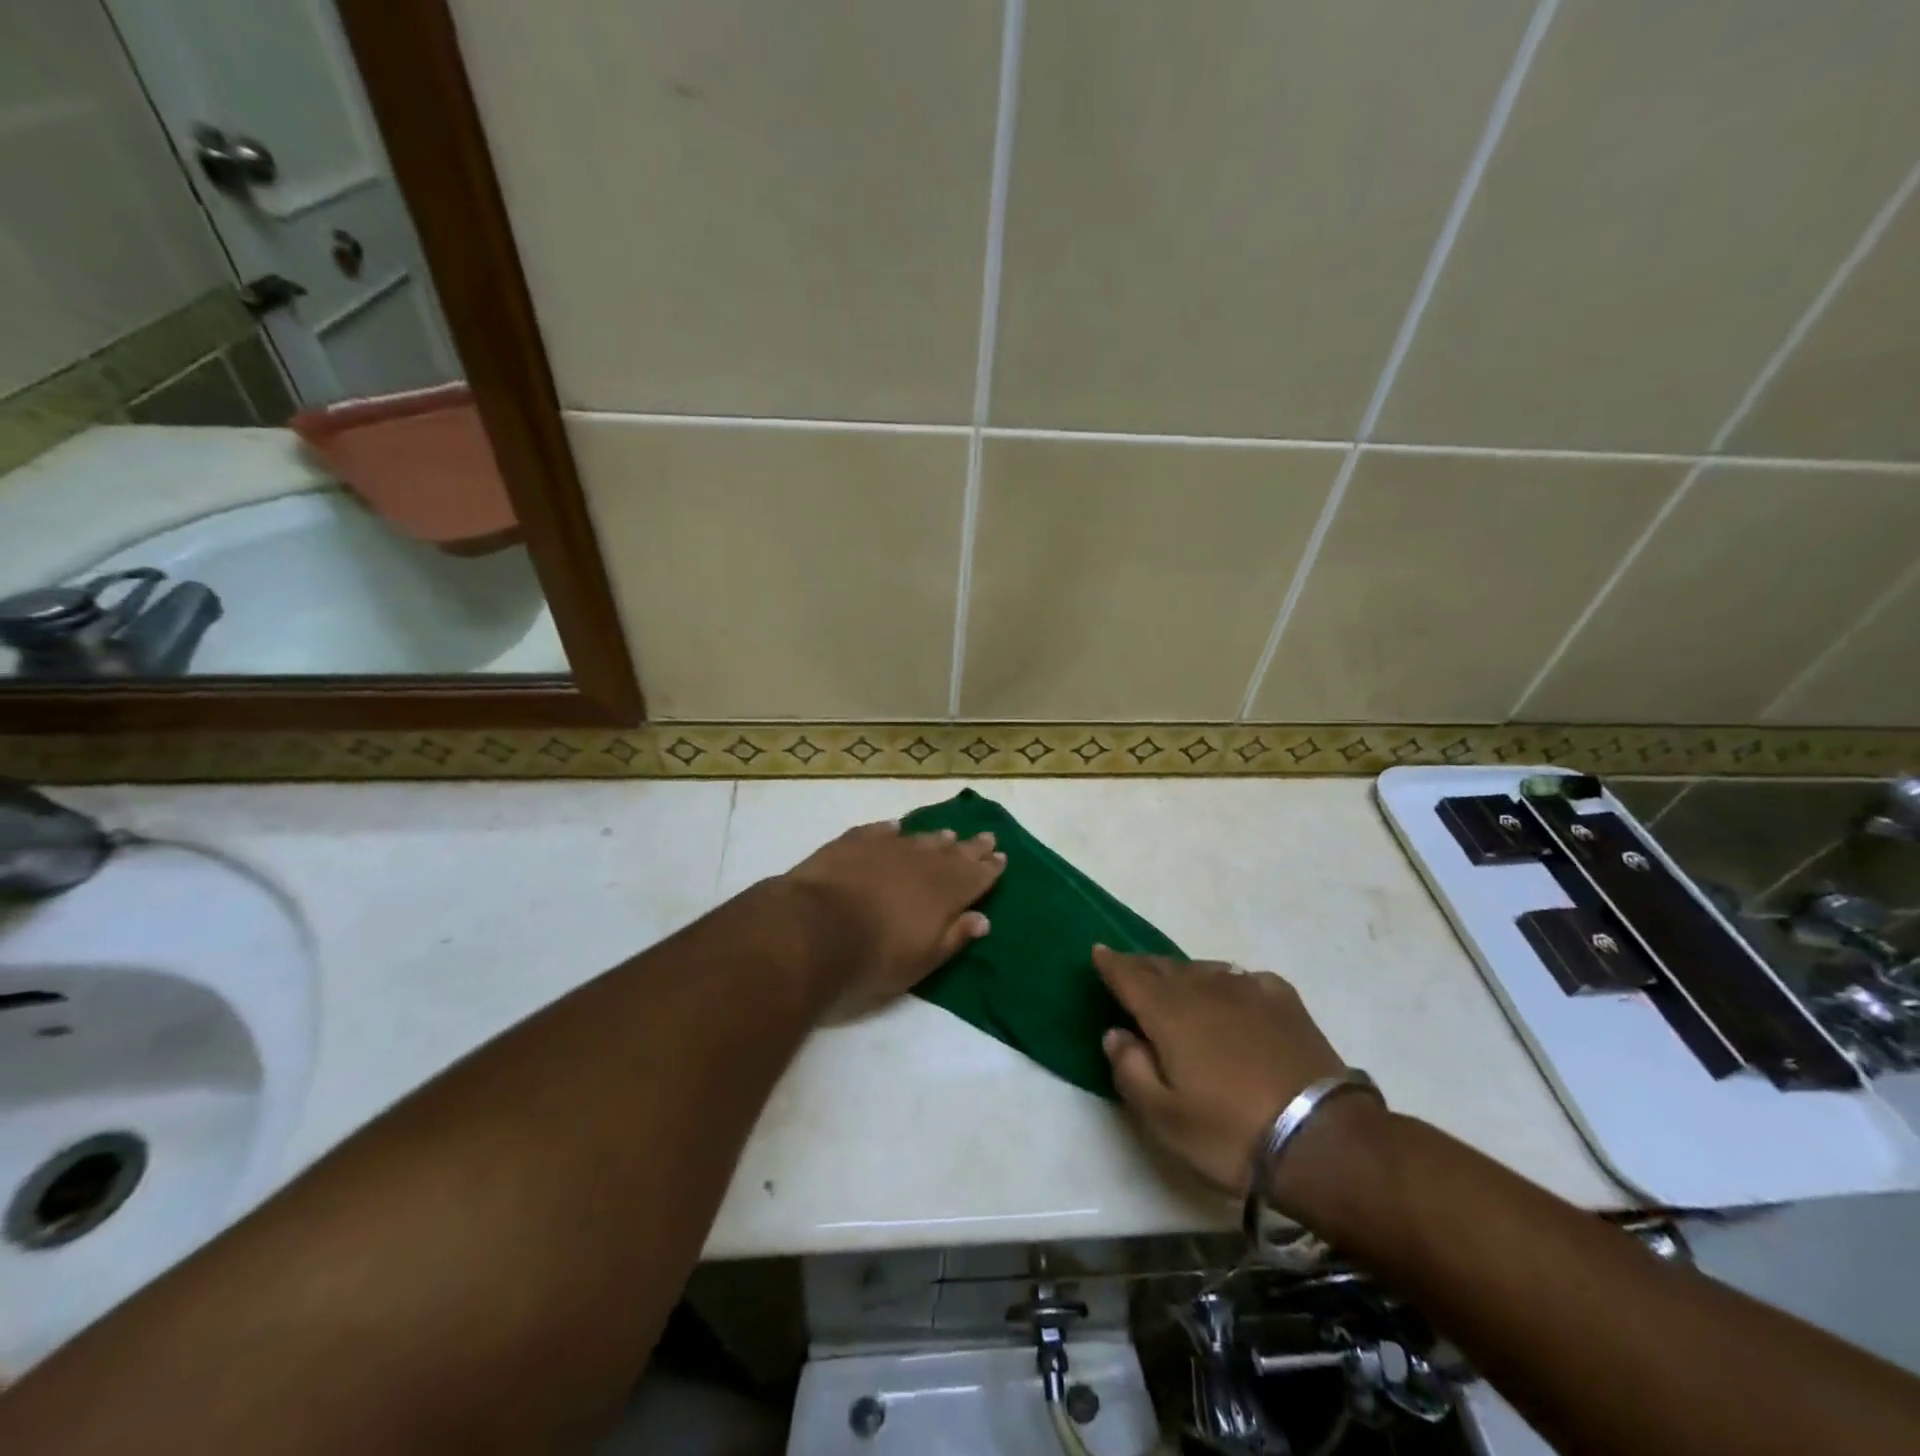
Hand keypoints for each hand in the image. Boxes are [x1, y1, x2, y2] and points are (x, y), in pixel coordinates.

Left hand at [782, 820, 1005, 1017]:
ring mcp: (887, 848)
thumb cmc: (875, 956)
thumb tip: (982, 919)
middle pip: (954, 853)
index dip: (990, 868)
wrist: (816, 927)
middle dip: (971, 847)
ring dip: (936, 838)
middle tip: (986, 837)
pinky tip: (895, 828)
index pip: (976, 877)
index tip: (1001, 857)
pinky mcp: (854, 842)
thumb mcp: (922, 960)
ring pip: (920, 839)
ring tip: (948, 834)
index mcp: (945, 893)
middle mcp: (922, 863)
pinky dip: (890, 830)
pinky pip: (879, 831)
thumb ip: (954, 937)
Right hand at [1096, 947, 1367, 1203]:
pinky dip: (1226, 981)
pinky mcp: (1284, 1001)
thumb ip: (1130, 1070)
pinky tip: (1232, 994)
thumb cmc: (1231, 1133)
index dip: (1111, 963)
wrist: (1322, 1140)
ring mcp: (1247, 991)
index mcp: (1168, 1014)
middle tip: (1130, 968)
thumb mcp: (1164, 1118)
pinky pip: (1244, 979)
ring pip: (1203, 969)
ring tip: (1176, 983)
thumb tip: (1115, 1033)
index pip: (1130, 977)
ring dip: (1182, 973)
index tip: (1098, 951)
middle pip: (1164, 968)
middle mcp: (1204, 990)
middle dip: (1143, 966)